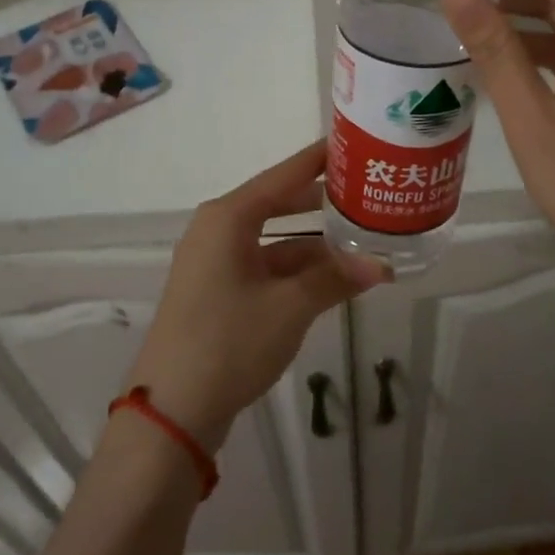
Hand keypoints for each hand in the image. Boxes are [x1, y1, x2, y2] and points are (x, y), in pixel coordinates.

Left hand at [126, 141, 390, 450]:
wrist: (172, 411)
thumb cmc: (229, 342)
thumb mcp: (290, 307)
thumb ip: (335, 279)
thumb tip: (382, 265)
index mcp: (228, 218)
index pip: (283, 175)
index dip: (317, 160)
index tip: (352, 143)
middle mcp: (218, 230)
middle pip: (279, 203)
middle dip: (322, 203)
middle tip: (367, 194)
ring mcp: (216, 262)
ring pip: (275, 239)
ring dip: (314, 244)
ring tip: (362, 240)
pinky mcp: (218, 291)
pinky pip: (265, 265)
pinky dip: (297, 269)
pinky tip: (332, 278)